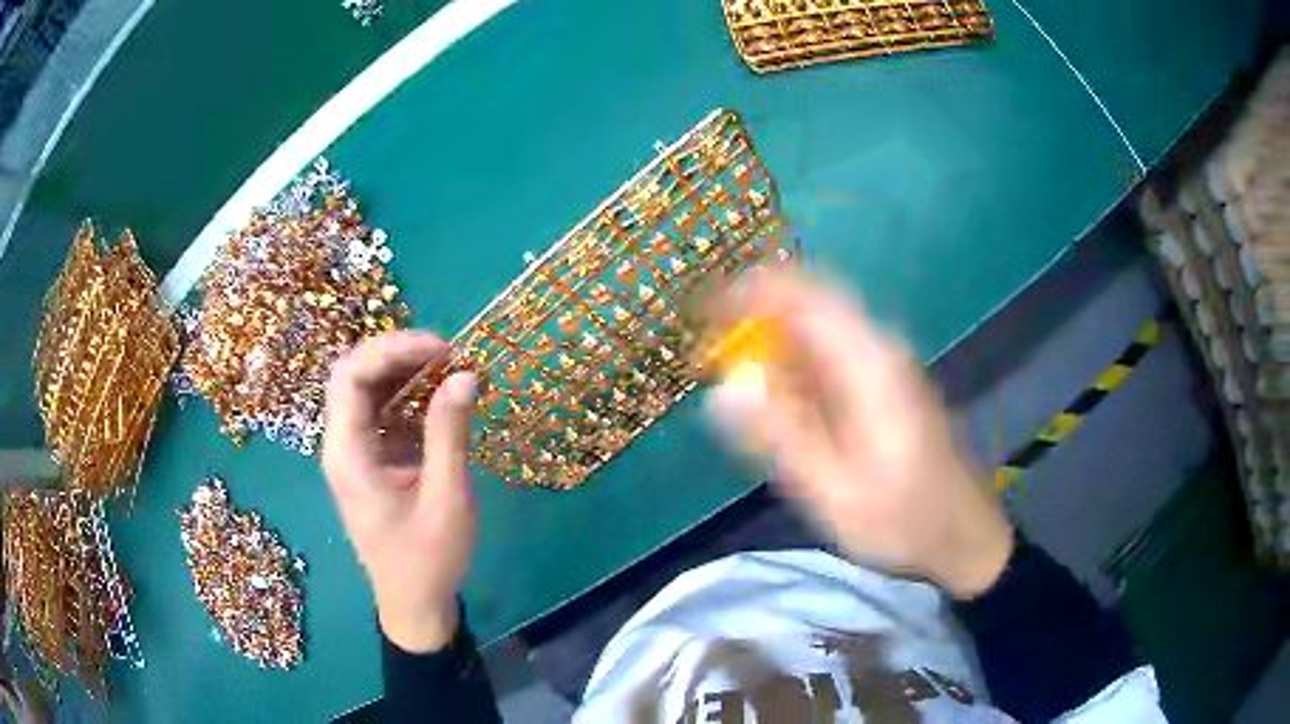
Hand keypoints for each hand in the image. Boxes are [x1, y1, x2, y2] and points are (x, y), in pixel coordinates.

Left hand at [322, 331, 478, 651]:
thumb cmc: (428, 559)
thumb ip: (450, 433)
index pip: (351, 376)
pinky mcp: (371, 460)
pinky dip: (411, 399)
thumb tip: (466, 374)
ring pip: (369, 391)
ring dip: (406, 374)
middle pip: (355, 376)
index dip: (392, 350)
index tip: (442, 349)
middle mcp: (342, 445)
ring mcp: (355, 452)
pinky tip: (442, 400)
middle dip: (399, 355)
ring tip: (451, 370)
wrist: (414, 604)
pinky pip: (384, 414)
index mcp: (347, 454)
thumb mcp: (446, 497)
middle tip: (449, 355)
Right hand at [707, 270, 1012, 599]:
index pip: (805, 294)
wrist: (965, 537)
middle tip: (711, 361)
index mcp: (870, 362)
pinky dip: (794, 372)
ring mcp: (884, 367)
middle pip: (808, 308)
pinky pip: (829, 361)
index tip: (704, 315)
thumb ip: (782, 437)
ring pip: (816, 334)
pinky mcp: (883, 387)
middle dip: (754, 324)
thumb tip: (725, 387)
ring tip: (736, 389)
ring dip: (772, 349)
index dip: (751, 292)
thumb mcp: (835, 491)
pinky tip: (779, 411)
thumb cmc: (904, 519)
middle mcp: (878, 350)